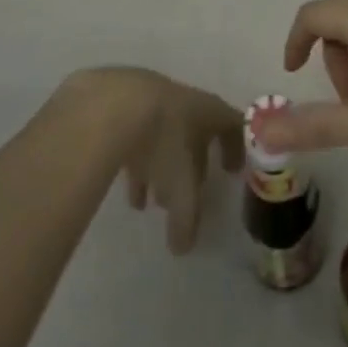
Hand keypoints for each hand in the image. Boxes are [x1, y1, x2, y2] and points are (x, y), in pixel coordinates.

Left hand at [62, 69, 242, 252]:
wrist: (111, 104)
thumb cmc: (161, 141)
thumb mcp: (180, 186)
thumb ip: (186, 217)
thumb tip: (184, 247)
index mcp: (207, 111)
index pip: (232, 125)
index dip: (236, 148)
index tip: (231, 171)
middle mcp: (183, 102)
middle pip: (195, 132)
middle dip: (191, 166)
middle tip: (185, 196)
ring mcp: (151, 99)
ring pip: (162, 136)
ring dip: (159, 168)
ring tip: (147, 202)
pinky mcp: (122, 104)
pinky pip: (136, 134)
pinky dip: (135, 159)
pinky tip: (123, 186)